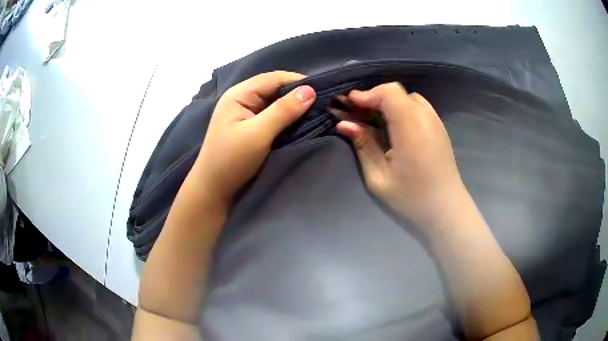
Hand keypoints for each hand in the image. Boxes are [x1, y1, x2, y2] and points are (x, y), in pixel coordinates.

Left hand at [194, 71, 315, 204]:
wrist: (213, 191)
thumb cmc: (231, 160)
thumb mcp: (258, 134)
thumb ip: (283, 111)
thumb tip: (310, 90)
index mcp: (240, 94)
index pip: (274, 78)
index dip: (299, 81)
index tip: (325, 91)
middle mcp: (243, 99)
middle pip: (276, 89)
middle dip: (299, 95)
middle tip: (324, 105)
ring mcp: (247, 114)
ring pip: (276, 103)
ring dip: (295, 108)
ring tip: (318, 113)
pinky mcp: (251, 128)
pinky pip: (274, 117)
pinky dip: (288, 119)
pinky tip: (302, 124)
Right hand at [337, 82, 465, 231]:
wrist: (446, 210)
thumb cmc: (411, 198)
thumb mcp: (379, 178)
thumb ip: (363, 146)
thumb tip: (344, 124)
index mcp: (411, 128)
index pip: (389, 93)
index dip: (367, 94)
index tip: (349, 105)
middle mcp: (426, 118)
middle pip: (397, 92)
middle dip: (375, 97)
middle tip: (358, 114)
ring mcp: (436, 122)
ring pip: (408, 97)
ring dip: (389, 103)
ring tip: (376, 120)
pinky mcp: (440, 128)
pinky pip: (419, 107)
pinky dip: (402, 108)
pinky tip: (396, 128)